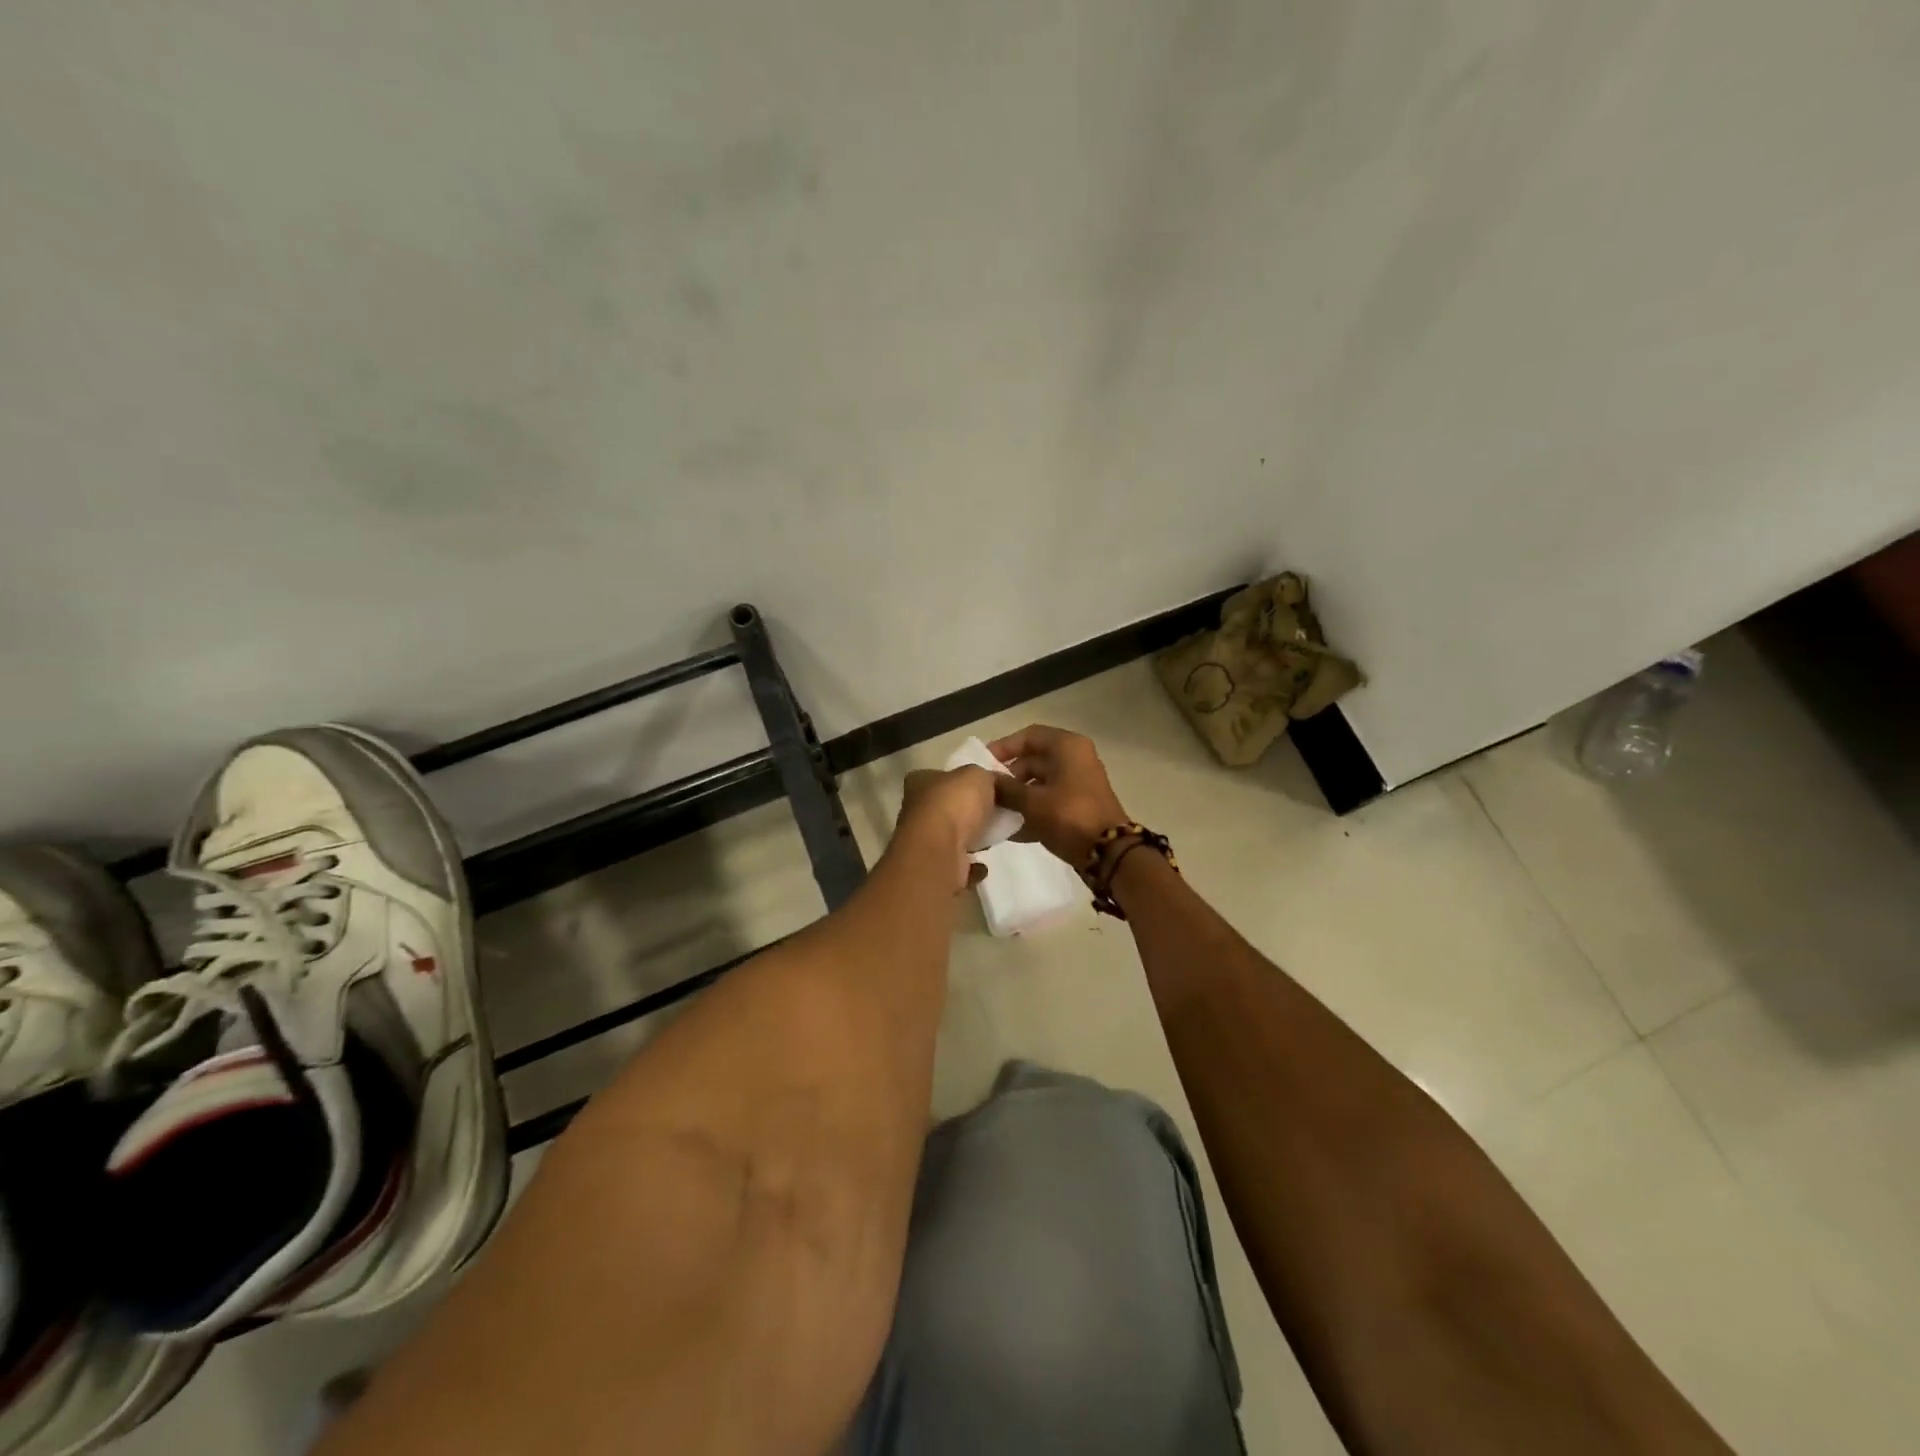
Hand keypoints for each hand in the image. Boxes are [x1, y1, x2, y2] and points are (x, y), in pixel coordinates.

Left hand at [893, 766, 998, 892]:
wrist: (941, 850)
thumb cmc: (955, 803)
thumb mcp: (978, 775)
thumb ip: (987, 777)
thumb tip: (994, 784)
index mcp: (919, 782)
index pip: (939, 776)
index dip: (961, 781)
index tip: (985, 788)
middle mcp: (915, 811)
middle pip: (946, 808)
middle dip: (967, 813)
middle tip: (994, 814)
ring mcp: (922, 842)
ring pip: (949, 838)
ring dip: (969, 840)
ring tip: (992, 838)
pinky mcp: (934, 868)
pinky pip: (956, 865)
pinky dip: (970, 868)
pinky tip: (983, 866)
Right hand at [988, 725, 1130, 869]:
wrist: (1108, 852)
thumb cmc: (1069, 816)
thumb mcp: (1032, 802)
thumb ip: (1006, 789)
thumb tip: (986, 782)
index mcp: (1066, 747)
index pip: (1029, 736)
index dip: (1004, 747)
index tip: (983, 764)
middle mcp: (1075, 758)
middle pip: (1033, 759)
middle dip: (1009, 776)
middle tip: (987, 793)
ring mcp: (1078, 782)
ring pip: (1040, 782)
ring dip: (1018, 795)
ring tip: (995, 811)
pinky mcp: (1079, 804)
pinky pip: (1049, 799)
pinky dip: (1032, 809)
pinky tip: (1011, 829)